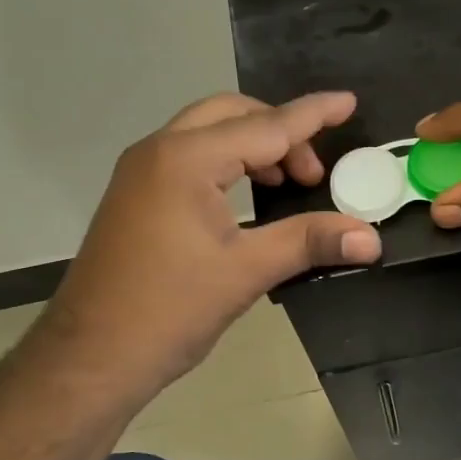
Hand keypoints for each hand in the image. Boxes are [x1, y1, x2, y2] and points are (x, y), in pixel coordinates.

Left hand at [34, 92, 381, 408]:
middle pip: (232, 114)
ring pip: (208, 133)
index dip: (312, 114)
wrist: (89, 358)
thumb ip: (309, 242)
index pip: (266, 126)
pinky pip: (189, 157)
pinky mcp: (134, 195)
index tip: (348, 101)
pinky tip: (246, 199)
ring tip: (286, 185)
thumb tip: (371, 238)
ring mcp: (140, 172)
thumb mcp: (246, 272)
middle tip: (313, 173)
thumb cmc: (169, 310)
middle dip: (280, 132)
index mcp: (186, 159)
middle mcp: (159, 151)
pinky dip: (226, 163)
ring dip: (252, 147)